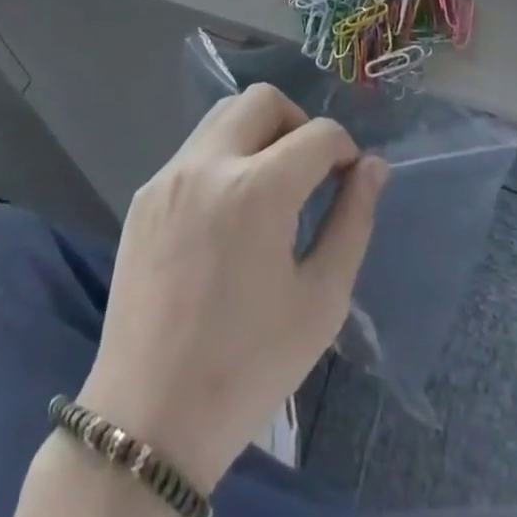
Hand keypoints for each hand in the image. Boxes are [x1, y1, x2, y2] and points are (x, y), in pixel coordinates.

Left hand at [79, 86, 388, 491]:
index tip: (347, 179)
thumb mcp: (321, 301)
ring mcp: (169, 175)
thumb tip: (372, 166)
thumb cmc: (249, 367)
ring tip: (269, 187)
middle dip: (298, 123)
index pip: (318, 133)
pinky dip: (223, 157)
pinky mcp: (144, 194)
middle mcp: (209, 163)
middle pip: (264, 100)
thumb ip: (353, 221)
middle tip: (308, 172)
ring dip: (257, 132)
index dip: (344, 149)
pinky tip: (226, 214)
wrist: (149, 417)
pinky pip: (194, 149)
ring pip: (223, 114)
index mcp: (258, 189)